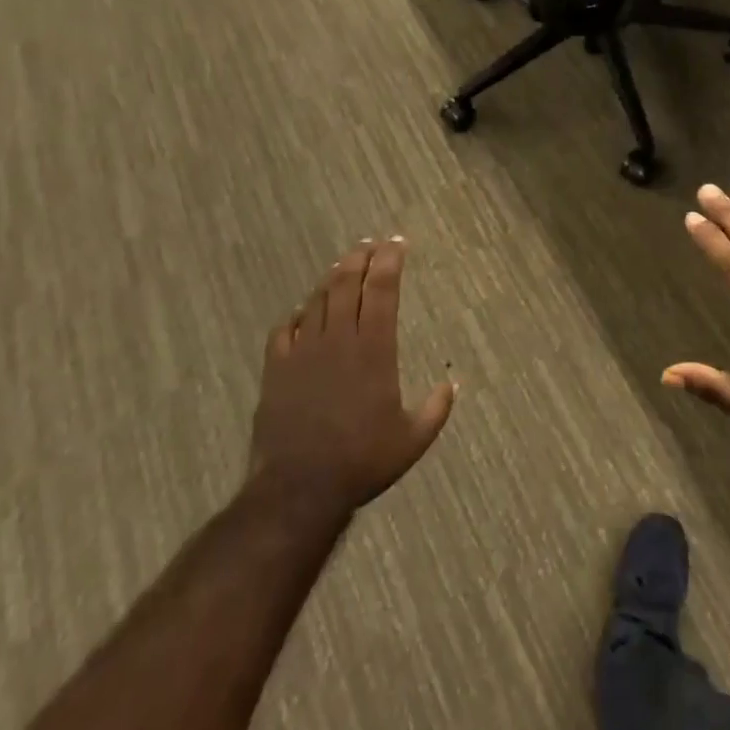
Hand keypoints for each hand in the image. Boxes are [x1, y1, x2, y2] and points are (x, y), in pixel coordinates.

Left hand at [248, 238, 456, 519]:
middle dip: (361, 259)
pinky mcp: (277, 368)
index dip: (390, 261)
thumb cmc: (362, 461)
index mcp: (374, 348)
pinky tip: (303, 312)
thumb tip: (452, 384)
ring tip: (343, 266)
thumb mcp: (412, 440)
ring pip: (318, 300)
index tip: (397, 243)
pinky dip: (298, 314)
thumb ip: (436, 409)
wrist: (299, 486)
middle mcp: (338, 339)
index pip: (381, 289)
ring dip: (332, 279)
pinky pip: (285, 328)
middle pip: (347, 284)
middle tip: (371, 245)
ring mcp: (303, 351)